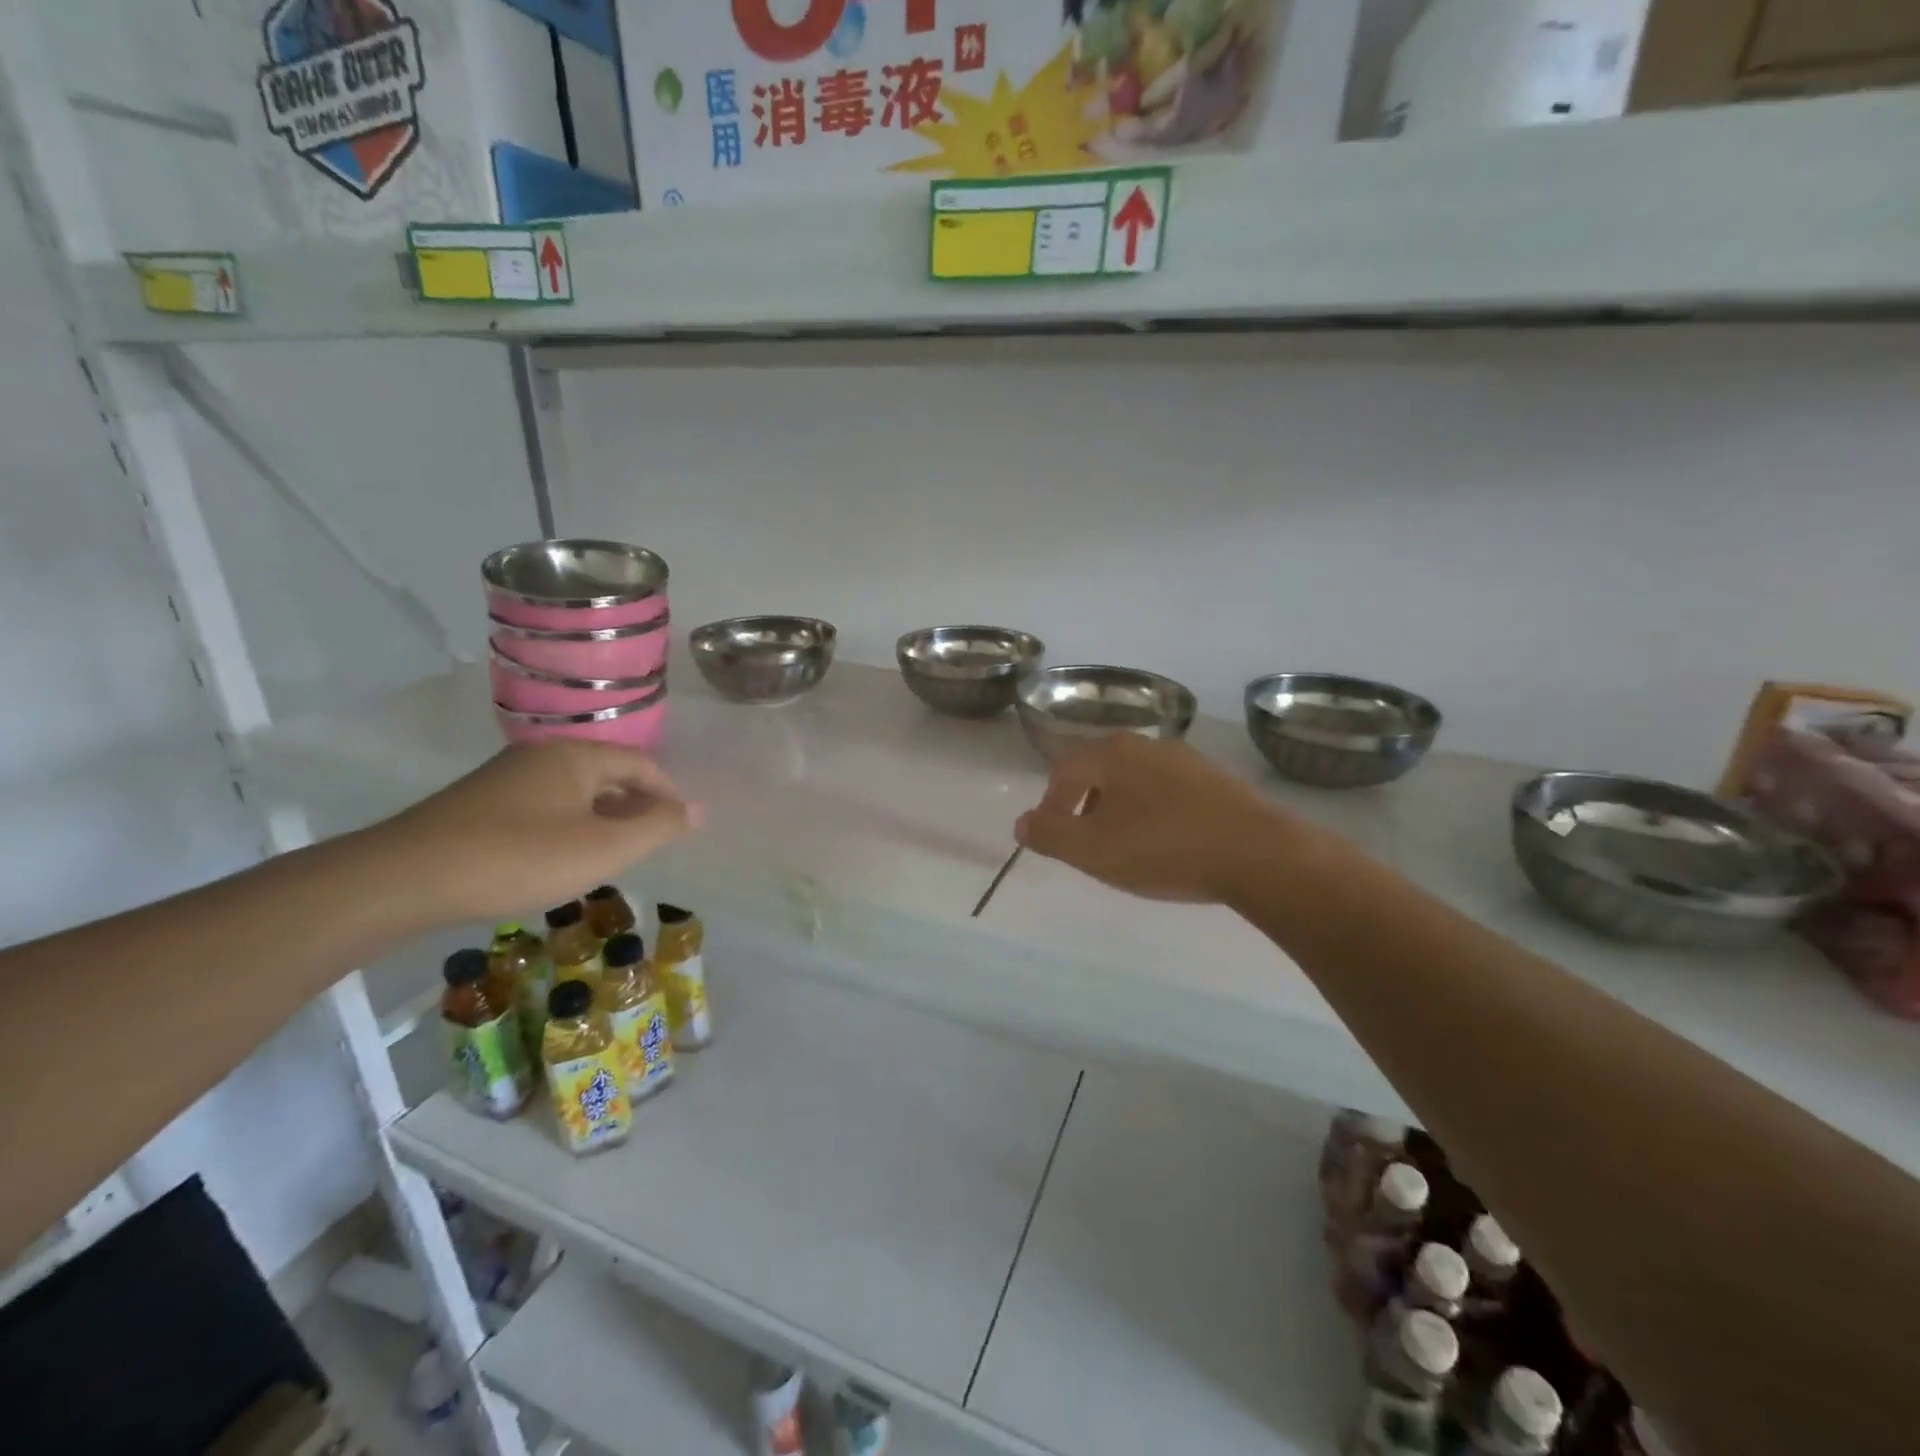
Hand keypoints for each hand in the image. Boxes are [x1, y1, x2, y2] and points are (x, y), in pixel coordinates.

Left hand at [377, 741, 702, 921]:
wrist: (403, 879)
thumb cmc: (519, 858)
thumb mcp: (603, 848)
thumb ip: (658, 827)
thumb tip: (701, 808)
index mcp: (576, 756)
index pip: (641, 764)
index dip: (668, 794)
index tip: (680, 828)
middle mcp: (542, 756)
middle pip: (607, 774)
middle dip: (635, 807)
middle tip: (649, 846)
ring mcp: (506, 778)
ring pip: (574, 793)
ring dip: (602, 819)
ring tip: (610, 857)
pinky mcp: (479, 804)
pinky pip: (544, 807)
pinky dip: (568, 827)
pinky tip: (560, 859)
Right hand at [1014, 735, 1297, 903]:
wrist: (1258, 853)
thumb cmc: (1163, 848)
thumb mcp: (1092, 850)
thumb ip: (1049, 835)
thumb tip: (1022, 823)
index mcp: (1112, 753)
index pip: (1065, 770)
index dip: (1051, 803)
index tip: (1051, 834)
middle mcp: (1148, 745)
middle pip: (1101, 770)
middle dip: (1084, 805)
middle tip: (1083, 840)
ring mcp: (1187, 760)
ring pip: (1137, 781)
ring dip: (1120, 809)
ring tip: (1124, 845)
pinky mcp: (1218, 781)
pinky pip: (1170, 793)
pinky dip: (1155, 813)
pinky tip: (1166, 843)